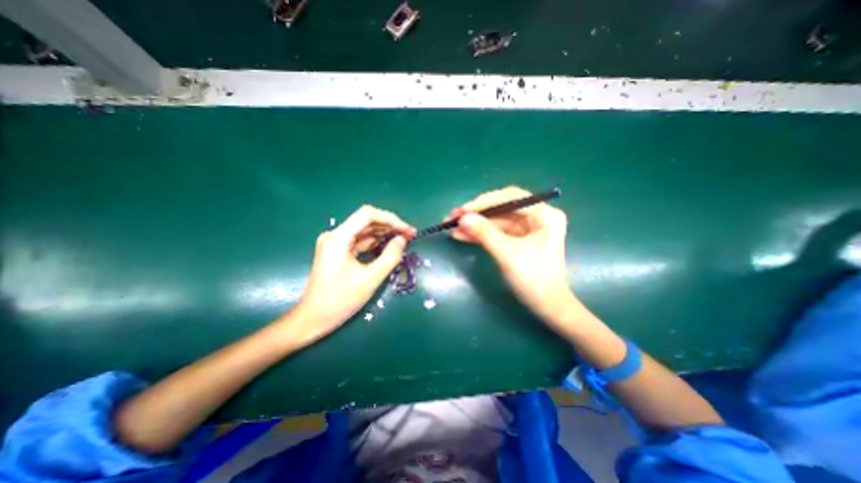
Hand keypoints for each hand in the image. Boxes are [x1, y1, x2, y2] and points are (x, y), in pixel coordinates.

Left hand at [281, 205, 415, 345]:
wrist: (314, 319)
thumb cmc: (341, 300)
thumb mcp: (371, 278)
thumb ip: (390, 256)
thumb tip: (402, 239)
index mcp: (338, 238)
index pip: (367, 215)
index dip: (390, 219)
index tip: (407, 230)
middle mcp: (335, 235)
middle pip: (366, 221)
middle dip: (389, 226)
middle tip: (409, 235)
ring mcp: (335, 243)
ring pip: (364, 231)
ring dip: (384, 234)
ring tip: (403, 240)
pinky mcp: (338, 252)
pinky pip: (360, 241)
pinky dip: (375, 243)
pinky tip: (388, 246)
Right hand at [447, 186, 573, 322]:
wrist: (546, 305)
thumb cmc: (534, 279)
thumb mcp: (508, 254)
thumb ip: (485, 234)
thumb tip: (463, 218)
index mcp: (544, 215)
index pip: (511, 198)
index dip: (485, 202)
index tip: (464, 210)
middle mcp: (537, 216)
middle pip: (502, 207)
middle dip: (477, 213)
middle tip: (454, 216)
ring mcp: (527, 228)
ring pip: (496, 220)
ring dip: (475, 223)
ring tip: (452, 226)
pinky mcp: (518, 238)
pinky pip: (497, 231)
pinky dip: (480, 233)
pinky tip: (462, 235)